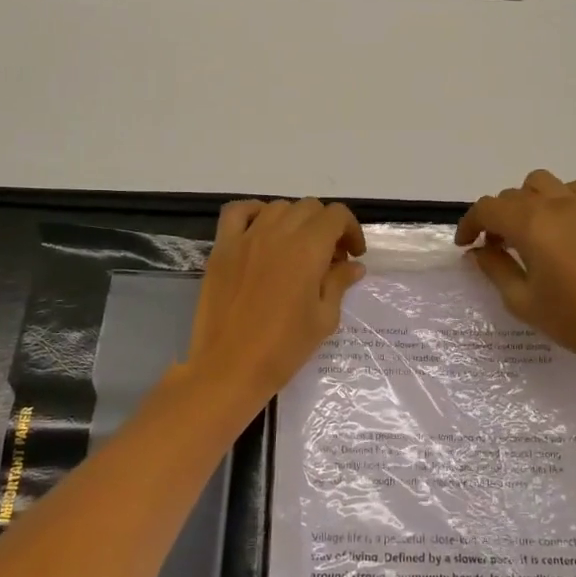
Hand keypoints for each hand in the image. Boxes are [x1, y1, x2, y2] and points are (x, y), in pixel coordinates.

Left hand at [183, 198, 365, 407]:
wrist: (229, 368)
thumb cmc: (283, 349)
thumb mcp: (323, 319)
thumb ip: (339, 283)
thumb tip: (353, 265)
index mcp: (307, 249)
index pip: (336, 215)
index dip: (351, 230)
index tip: (353, 254)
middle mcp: (277, 233)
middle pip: (309, 208)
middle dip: (326, 226)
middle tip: (329, 258)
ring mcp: (246, 238)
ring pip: (278, 208)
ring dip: (295, 221)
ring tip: (298, 248)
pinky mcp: (222, 248)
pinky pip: (237, 212)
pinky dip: (254, 212)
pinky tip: (262, 231)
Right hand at [456, 171, 575, 378]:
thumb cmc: (574, 320)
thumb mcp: (522, 301)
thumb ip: (495, 269)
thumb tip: (479, 251)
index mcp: (531, 224)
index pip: (488, 208)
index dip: (470, 223)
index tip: (465, 245)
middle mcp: (556, 205)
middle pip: (513, 195)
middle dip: (497, 217)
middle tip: (496, 247)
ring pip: (544, 183)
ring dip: (527, 200)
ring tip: (530, 231)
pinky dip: (560, 199)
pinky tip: (563, 227)